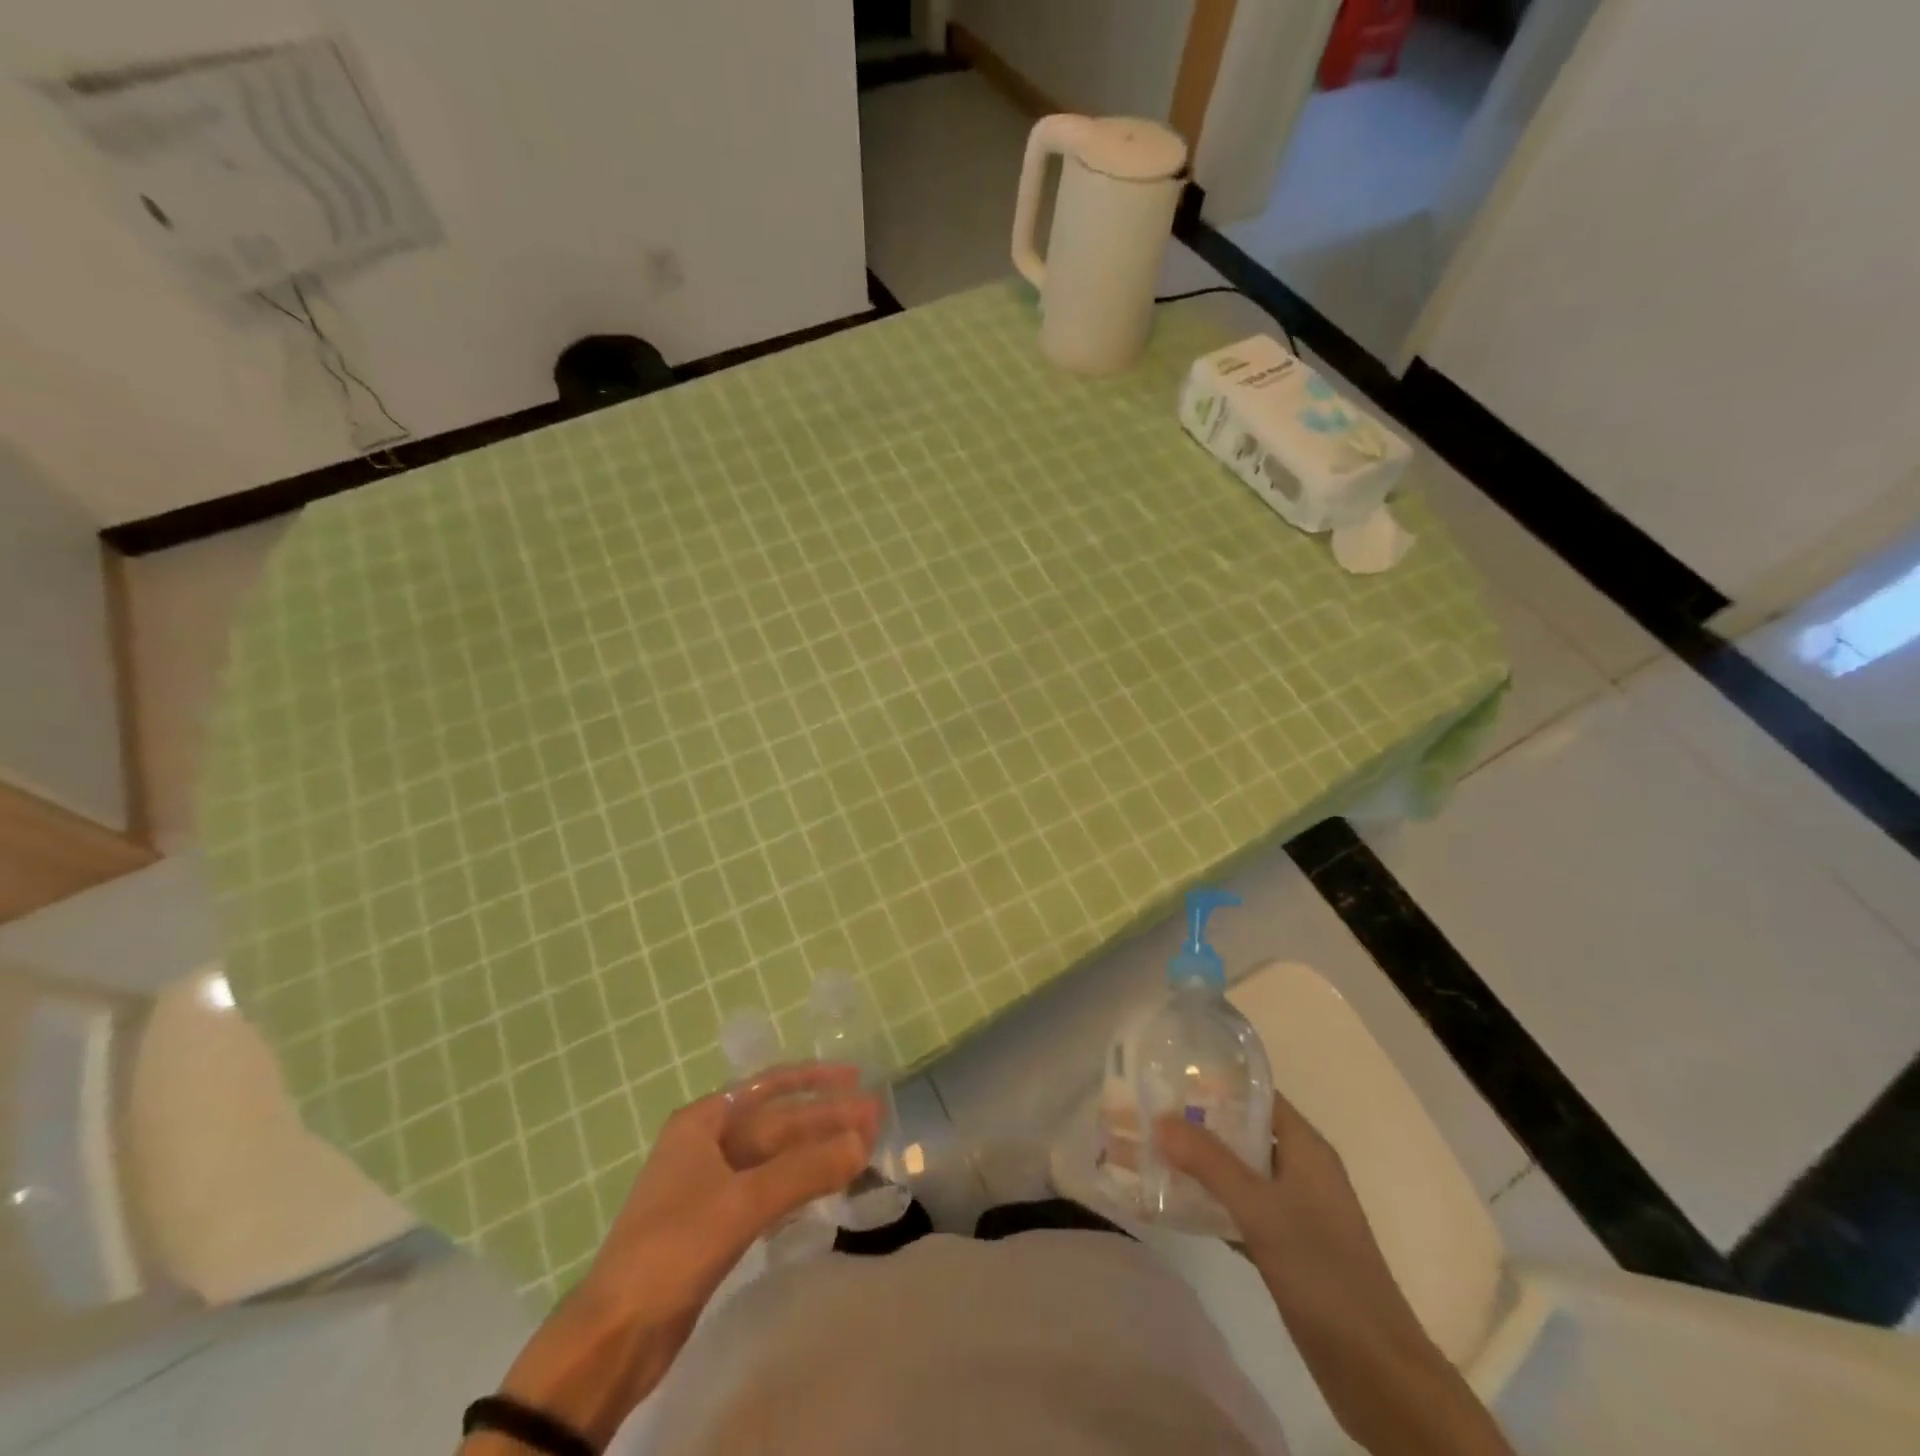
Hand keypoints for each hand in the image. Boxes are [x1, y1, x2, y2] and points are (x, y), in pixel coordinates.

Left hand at [587, 1061, 878, 1324]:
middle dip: (826, 1119)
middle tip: (876, 1118)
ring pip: (776, 1158)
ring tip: (862, 1150)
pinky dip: (800, 1185)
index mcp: (703, 1122)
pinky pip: (769, 1191)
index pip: (769, 1086)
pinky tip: (828, 1186)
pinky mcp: (716, 1225)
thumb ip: (806, 1170)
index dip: (815, 1079)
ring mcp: (711, 1186)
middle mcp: (707, 1144)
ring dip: (817, 1153)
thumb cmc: (673, 1249)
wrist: (615, 1336)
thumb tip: (862, 1141)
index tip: (857, 1076)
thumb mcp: (743, 1202)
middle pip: (778, 1123)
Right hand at [1154, 1090, 1420, 1352]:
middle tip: (1147, 1114)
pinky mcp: (1285, 1246)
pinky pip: (1239, 1209)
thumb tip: (1160, 1119)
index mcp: (1306, 1148)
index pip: (1255, 1095)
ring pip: (1237, 1172)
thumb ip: (1210, 1163)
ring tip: (1149, 1153)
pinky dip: (1209, 1203)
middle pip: (1242, 1132)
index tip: (1167, 1077)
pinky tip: (1172, 1205)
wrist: (1377, 1371)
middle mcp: (1300, 1169)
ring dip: (1198, 1164)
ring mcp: (1294, 1210)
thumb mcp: (1261, 1210)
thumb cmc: (1324, 1273)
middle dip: (1196, 1124)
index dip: (1214, 1082)